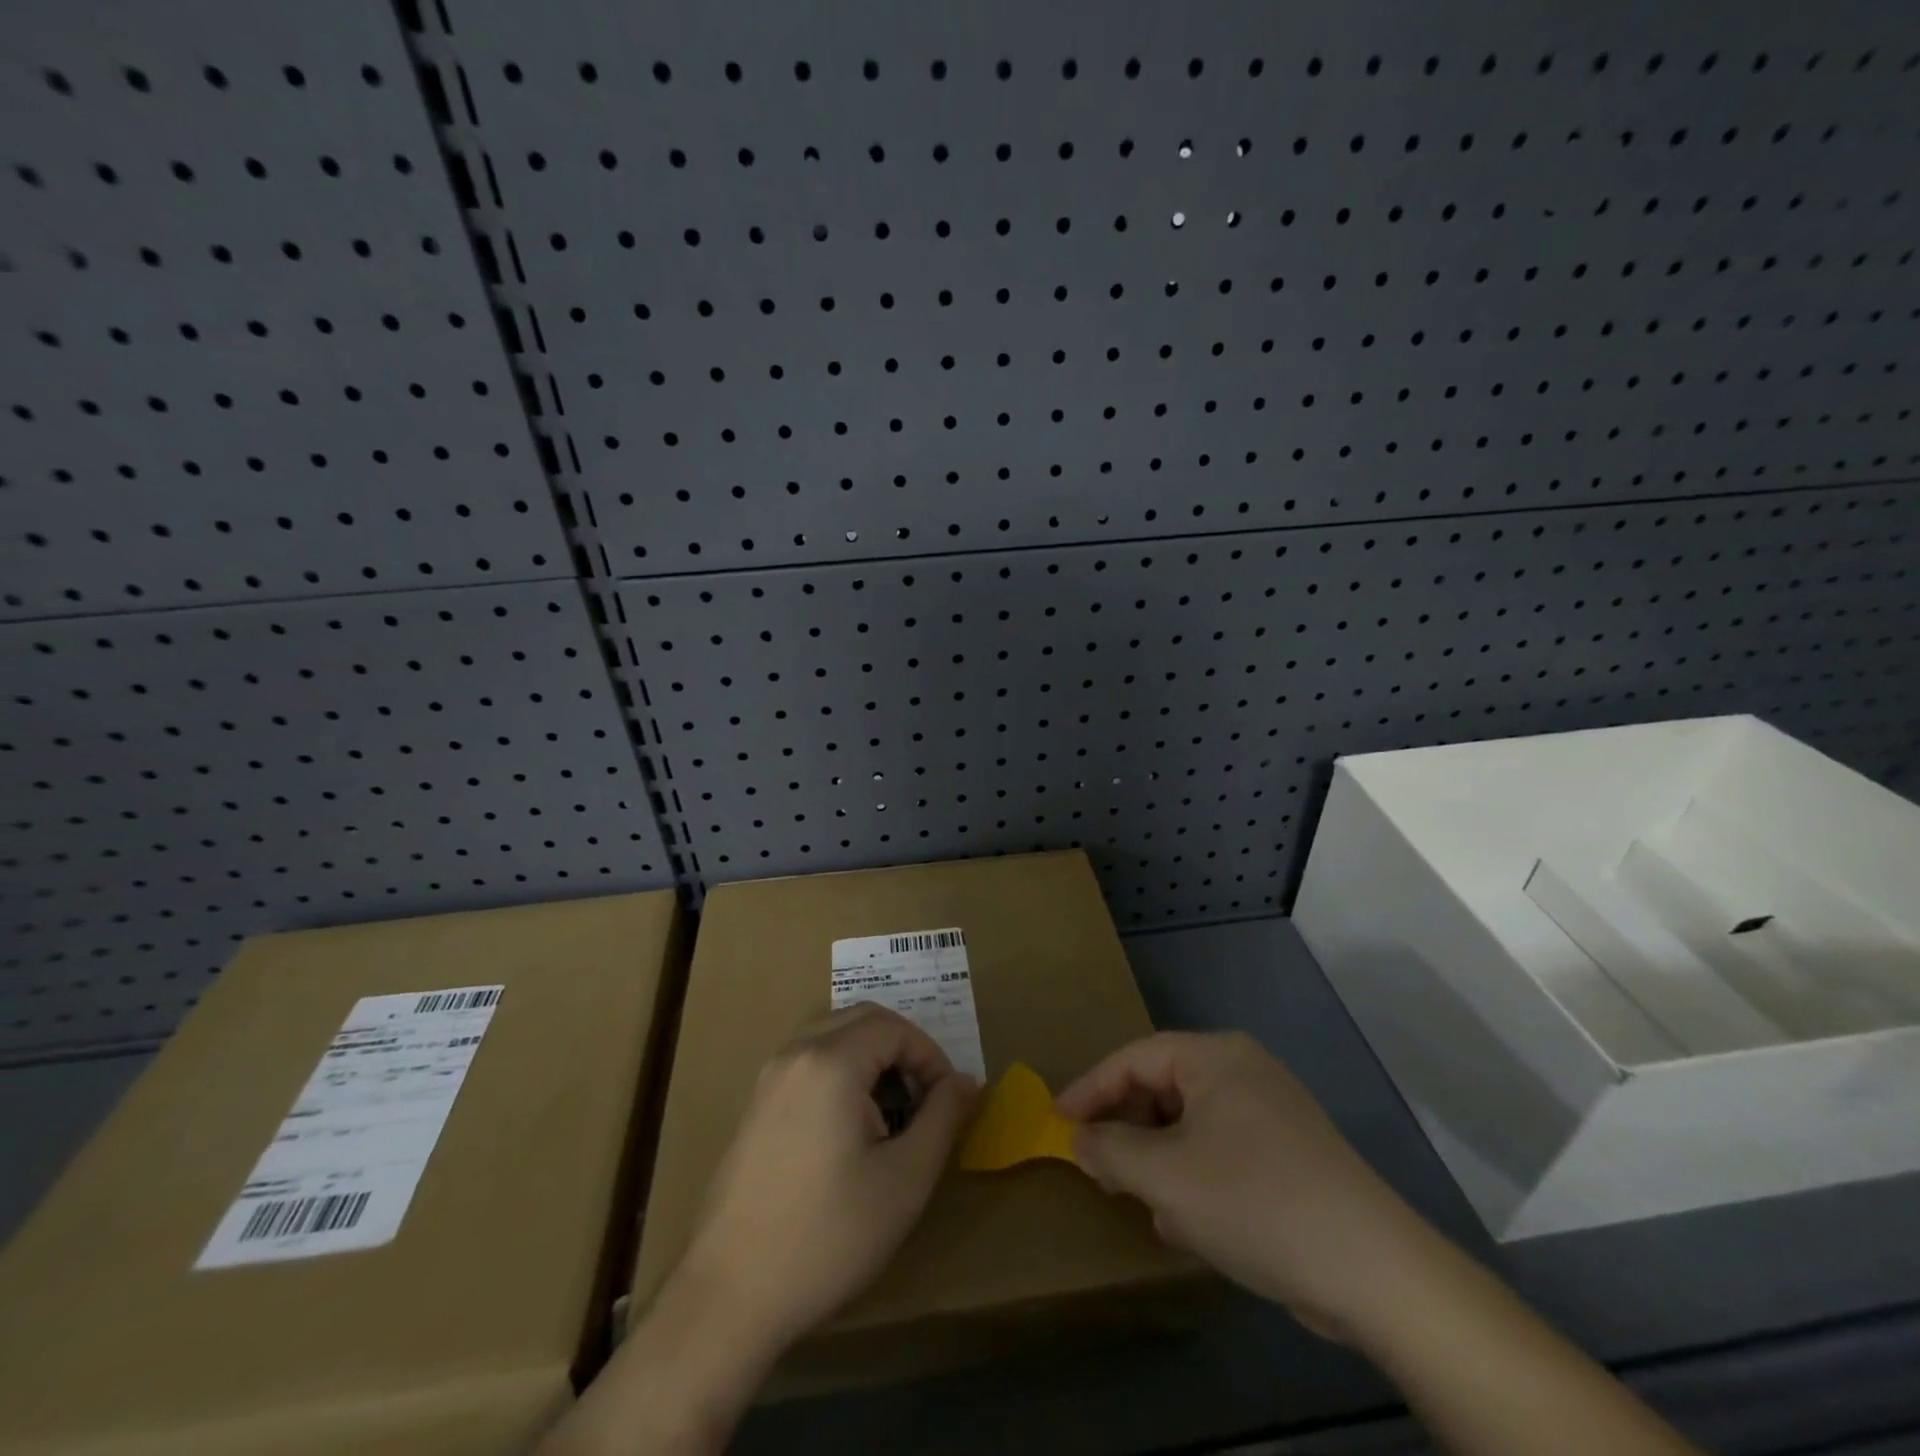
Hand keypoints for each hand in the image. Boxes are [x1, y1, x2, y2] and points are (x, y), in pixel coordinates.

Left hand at [541, 1004, 976, 1454]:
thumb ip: (943, 1117)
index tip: (948, 1103)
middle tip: (924, 1102)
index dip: (931, 1056)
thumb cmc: (827, 1236)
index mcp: (830, 1062)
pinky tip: (850, 1133)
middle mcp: (795, 1054)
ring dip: (872, 1061)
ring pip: (834, 1038)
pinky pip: (810, 1063)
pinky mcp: (755, 1106)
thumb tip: (966, 1081)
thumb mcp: (905, 1179)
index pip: (895, 1027)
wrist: (728, 1296)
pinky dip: (842, 1074)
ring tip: (891, 1118)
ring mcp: (769, 1078)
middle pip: (863, 1020)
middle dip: (903, 1050)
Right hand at [1057, 1030, 1424, 1341]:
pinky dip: (1192, 1174)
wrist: (1372, 1270)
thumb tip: (1080, 1139)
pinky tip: (1182, 1219)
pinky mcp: (1290, 1156)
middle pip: (1162, 1087)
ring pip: (1191, 1123)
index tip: (1056, 1120)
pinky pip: (1221, 1150)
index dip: (1090, 1088)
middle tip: (1093, 1162)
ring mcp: (1272, 1113)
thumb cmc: (1253, 1200)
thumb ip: (1111, 1150)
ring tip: (1133, 1192)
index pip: (1134, 1058)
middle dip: (1125, 1126)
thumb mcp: (1165, 1176)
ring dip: (1156, 1156)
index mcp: (1214, 1057)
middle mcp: (1243, 1071)